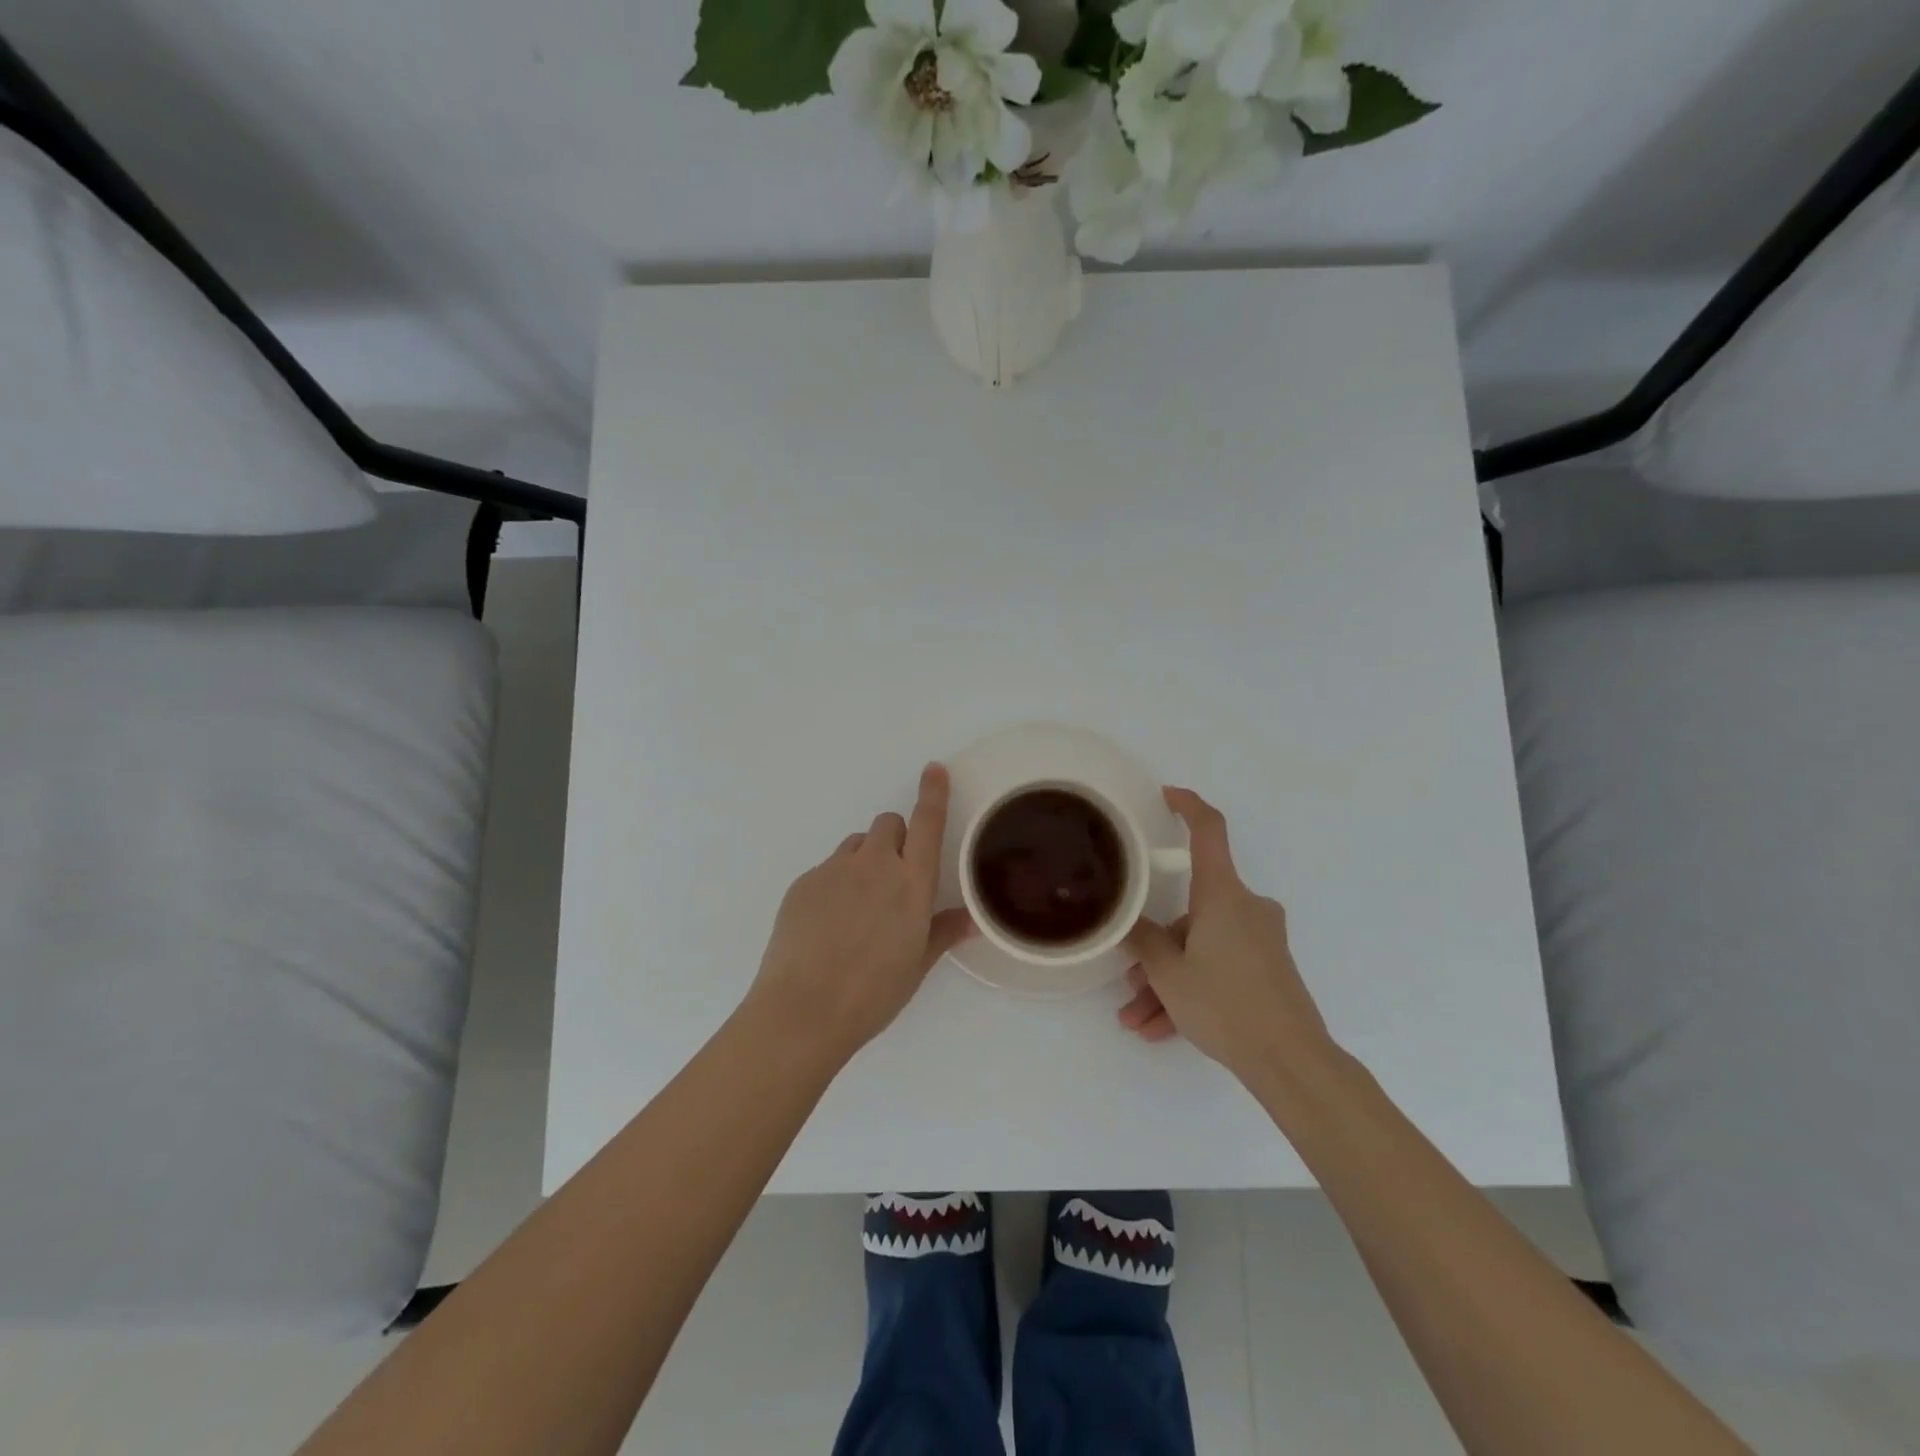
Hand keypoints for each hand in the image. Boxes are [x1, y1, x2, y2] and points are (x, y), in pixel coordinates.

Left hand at [745, 764, 973, 1065]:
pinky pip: (827, 868)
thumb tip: (972, 919)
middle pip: (887, 824)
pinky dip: (835, 883)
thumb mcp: (916, 965)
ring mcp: (833, 870)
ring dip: (864, 861)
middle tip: (893, 880)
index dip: (933, 793)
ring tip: (858, 906)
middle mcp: (873, 865)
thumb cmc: (872, 994)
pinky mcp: (803, 882)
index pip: (926, 823)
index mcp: (910, 883)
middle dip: (895, 840)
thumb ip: (943, 932)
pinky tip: (828, 924)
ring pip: (856, 845)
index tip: (934, 769)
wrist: (802, 1010)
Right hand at [1118, 787, 1331, 1078]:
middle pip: (1190, 912)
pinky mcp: (1267, 967)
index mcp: (1223, 894)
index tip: (1167, 795)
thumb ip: (1144, 940)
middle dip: (1156, 948)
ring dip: (1167, 980)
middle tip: (1130, 982)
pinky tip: (1162, 1030)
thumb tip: (1131, 922)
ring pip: (1199, 947)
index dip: (1188, 806)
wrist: (1291, 1062)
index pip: (1208, 831)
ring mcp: (1260, 939)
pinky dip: (1191, 990)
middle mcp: (1245, 908)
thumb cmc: (1225, 1004)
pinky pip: (1218, 966)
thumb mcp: (1169, 972)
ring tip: (1139, 1021)